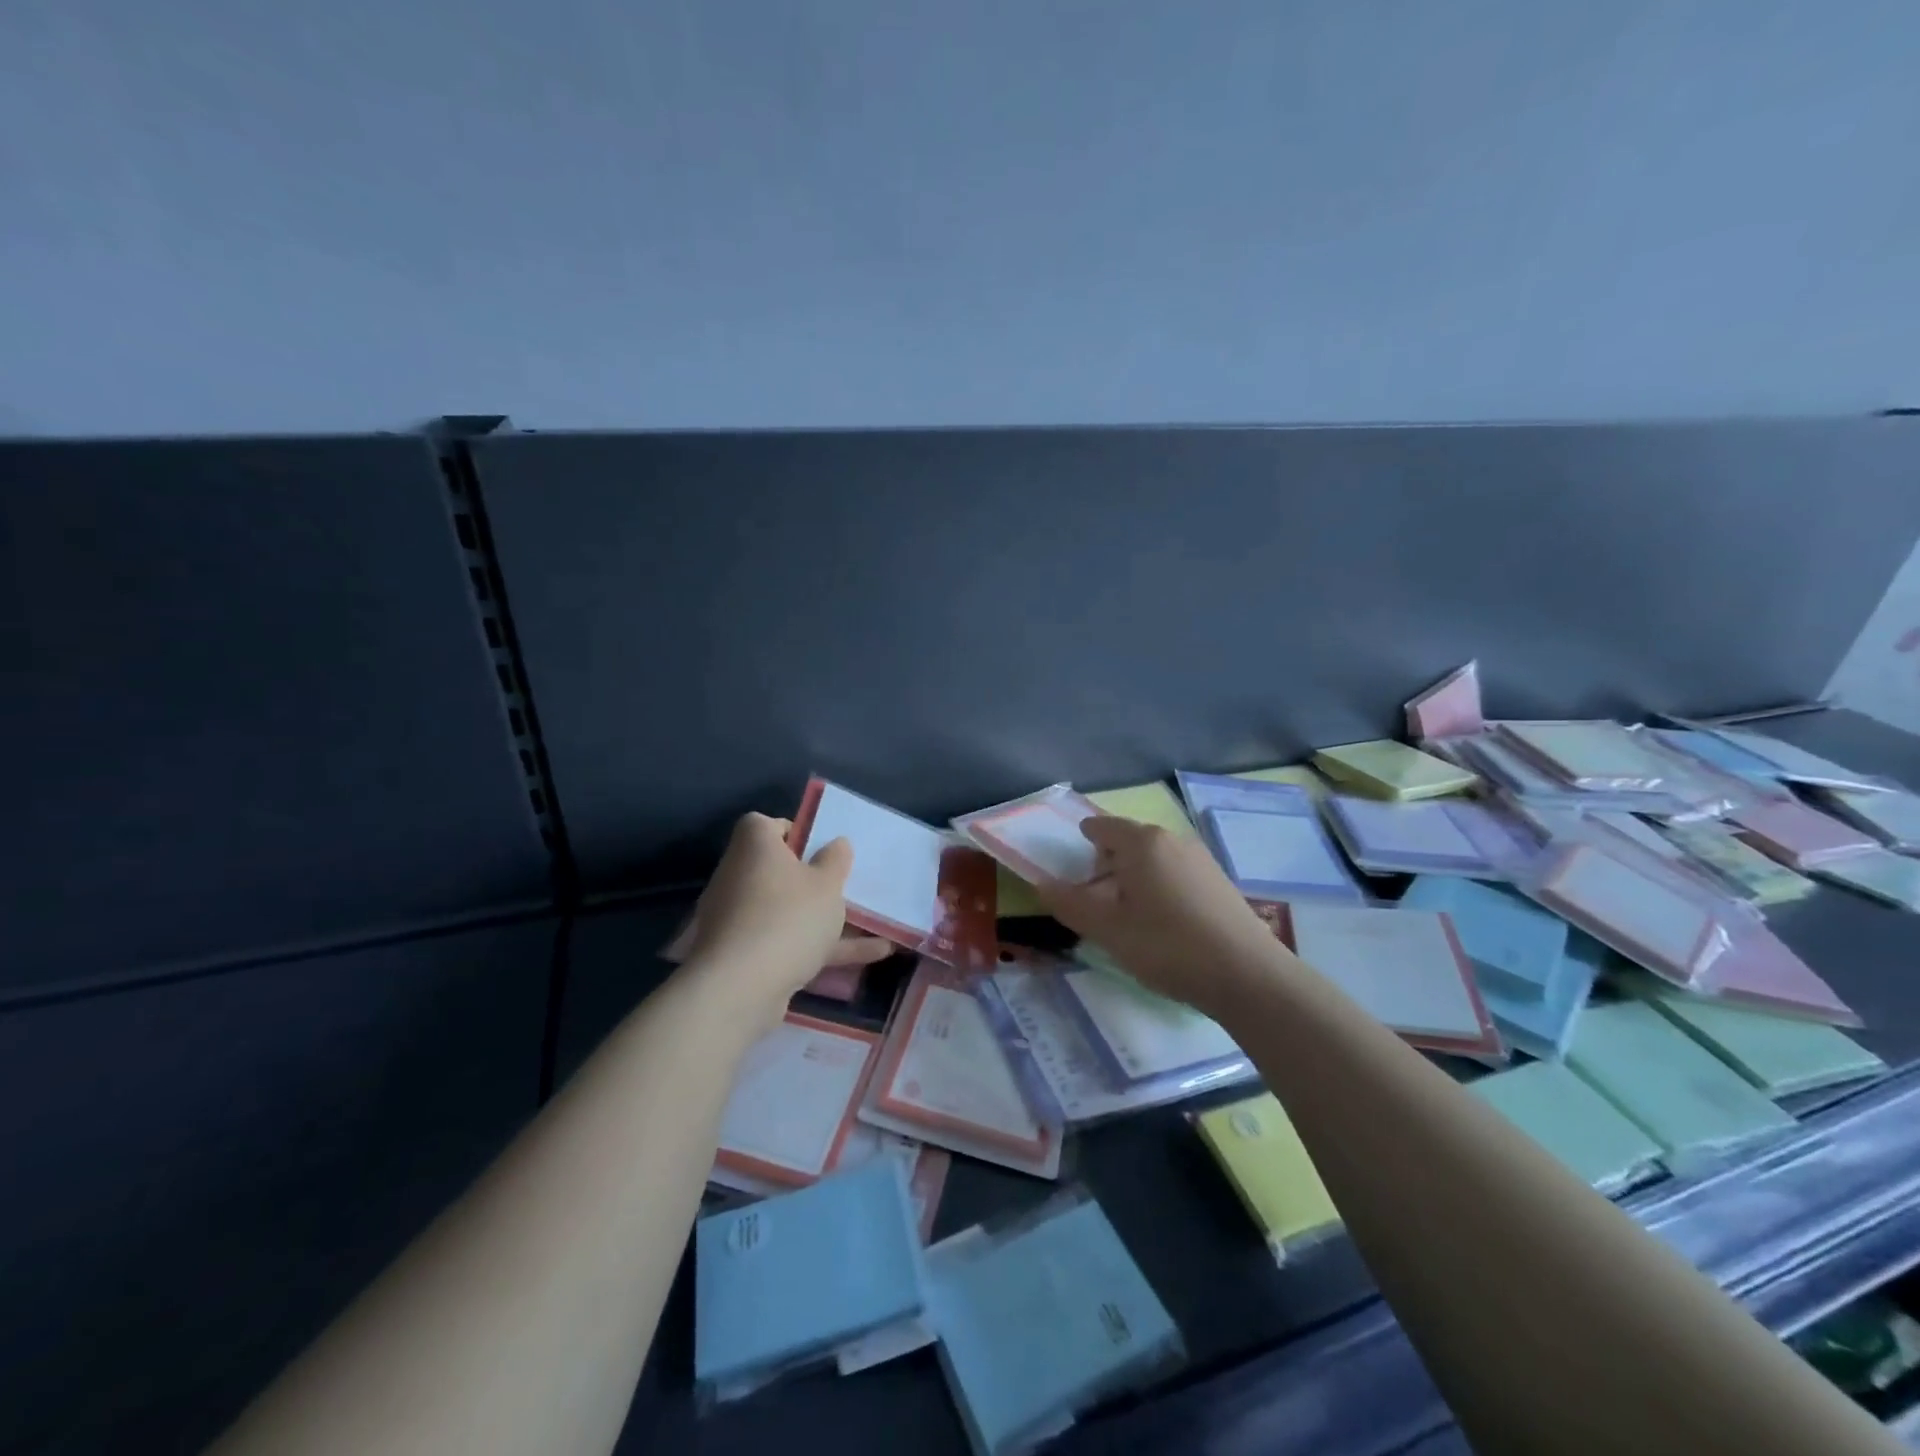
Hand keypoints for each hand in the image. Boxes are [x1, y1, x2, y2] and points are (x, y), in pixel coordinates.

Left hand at [680, 813, 891, 1014]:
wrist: (741, 989)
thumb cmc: (788, 917)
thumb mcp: (827, 884)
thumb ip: (836, 860)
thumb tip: (836, 843)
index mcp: (753, 847)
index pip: (764, 825)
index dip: (793, 832)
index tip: (820, 848)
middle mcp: (737, 877)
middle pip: (776, 870)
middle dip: (811, 880)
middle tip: (843, 886)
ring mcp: (737, 920)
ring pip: (785, 911)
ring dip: (822, 918)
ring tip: (869, 924)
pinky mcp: (743, 957)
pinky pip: (786, 943)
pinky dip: (821, 949)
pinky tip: (869, 957)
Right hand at [1037, 817, 1285, 1014]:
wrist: (1249, 977)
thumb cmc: (1168, 946)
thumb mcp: (1108, 930)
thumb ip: (1071, 904)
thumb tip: (1042, 884)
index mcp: (1143, 842)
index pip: (1101, 827)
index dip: (1081, 843)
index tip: (1071, 870)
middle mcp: (1173, 840)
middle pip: (1128, 842)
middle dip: (1106, 866)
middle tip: (1095, 903)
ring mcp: (1201, 860)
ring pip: (1154, 860)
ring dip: (1133, 880)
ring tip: (1127, 919)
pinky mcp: (1220, 883)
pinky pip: (1176, 875)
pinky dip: (1159, 889)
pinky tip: (1162, 926)